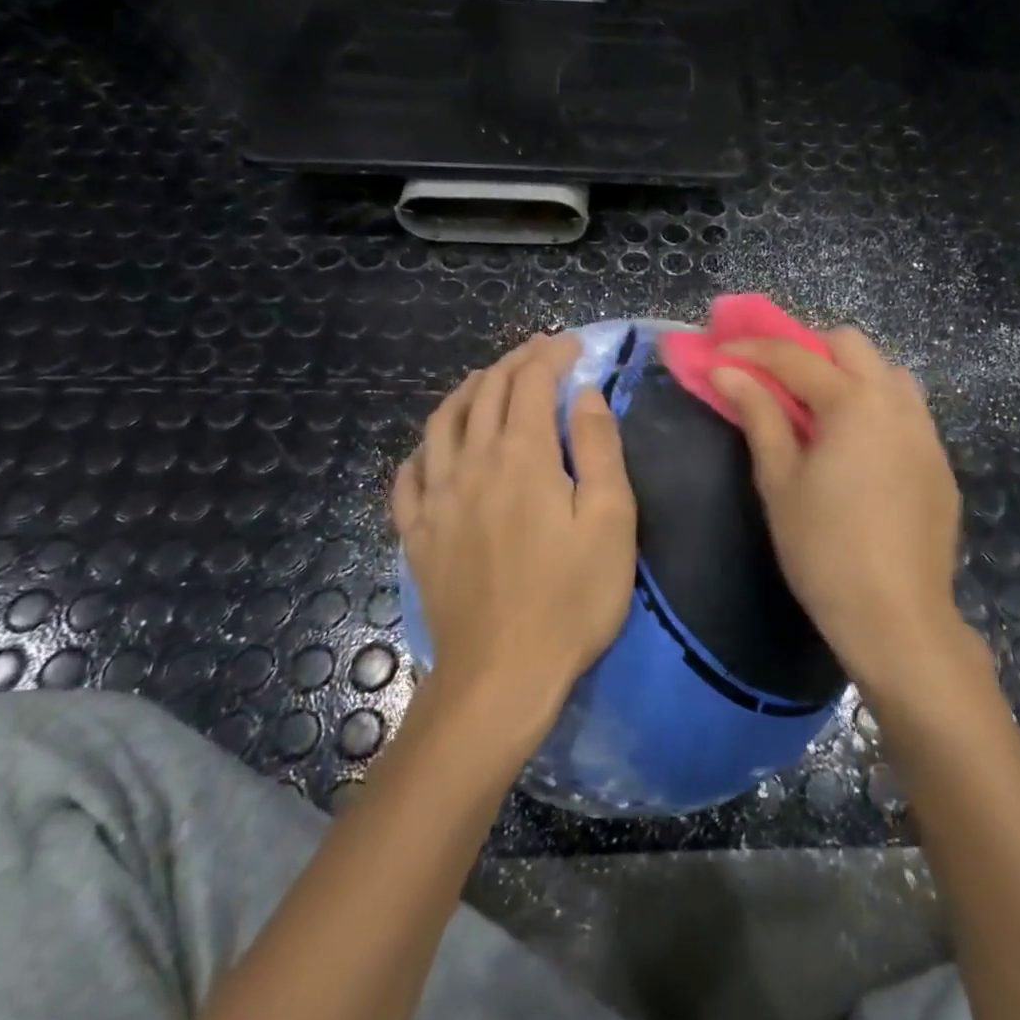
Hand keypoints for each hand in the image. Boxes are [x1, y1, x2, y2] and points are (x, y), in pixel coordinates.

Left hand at [391, 334, 637, 735]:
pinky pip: (409, 475)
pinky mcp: (417, 533)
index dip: (552, 355)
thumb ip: (598, 448)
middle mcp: (472, 463)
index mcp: (522, 456)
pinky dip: (424, 448)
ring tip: (486, 381)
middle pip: (486, 393)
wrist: (502, 674)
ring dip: (467, 392)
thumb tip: (585, 394)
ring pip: (442, 423)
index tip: (573, 344)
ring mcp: (436, 499)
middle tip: (538, 352)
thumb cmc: (571, 597)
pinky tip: (434, 449)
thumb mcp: (611, 520)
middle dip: (514, 363)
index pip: (531, 383)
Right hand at [711, 328, 963, 691]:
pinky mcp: (938, 461)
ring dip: (846, 372)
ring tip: (816, 407)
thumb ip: (758, 416)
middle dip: (806, 347)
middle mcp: (897, 402)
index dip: (751, 350)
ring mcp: (926, 431)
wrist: (897, 618)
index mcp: (854, 403)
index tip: (717, 352)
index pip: (795, 356)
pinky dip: (873, 403)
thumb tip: (727, 372)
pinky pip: (906, 408)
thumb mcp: (779, 481)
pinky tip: (854, 444)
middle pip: (851, 344)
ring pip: (886, 371)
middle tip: (771, 377)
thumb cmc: (824, 549)